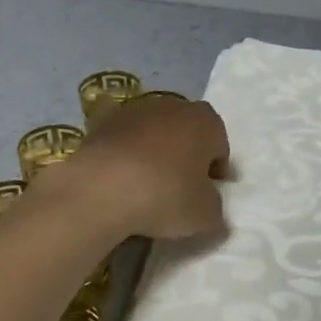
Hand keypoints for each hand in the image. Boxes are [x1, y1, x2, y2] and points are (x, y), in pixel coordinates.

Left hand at [33, 94, 230, 240]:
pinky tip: (121, 182)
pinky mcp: (103, 122)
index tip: (206, 195)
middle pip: (187, 134)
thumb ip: (215, 208)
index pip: (220, 147)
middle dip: (187, 158)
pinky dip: (127, 157)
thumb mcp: (205, 214)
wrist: (100, 189)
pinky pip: (125, 141)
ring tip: (147, 187)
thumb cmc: (165, 195)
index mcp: (206, 121)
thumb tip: (209, 205)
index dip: (215, 173)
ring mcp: (135, 110)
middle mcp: (174, 105)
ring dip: (156, 155)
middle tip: (180, 190)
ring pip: (155, 134)